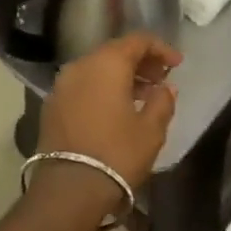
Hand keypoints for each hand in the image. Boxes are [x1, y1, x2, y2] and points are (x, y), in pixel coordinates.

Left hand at [37, 33, 181, 192]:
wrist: (68, 190)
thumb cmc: (117, 154)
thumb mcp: (151, 130)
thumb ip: (162, 101)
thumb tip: (165, 88)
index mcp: (107, 64)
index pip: (137, 40)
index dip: (161, 48)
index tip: (177, 64)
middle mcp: (80, 66)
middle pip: (115, 52)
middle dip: (141, 62)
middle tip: (161, 79)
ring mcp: (62, 86)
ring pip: (97, 69)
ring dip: (121, 76)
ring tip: (143, 95)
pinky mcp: (52, 106)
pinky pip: (83, 85)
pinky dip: (102, 89)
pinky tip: (117, 109)